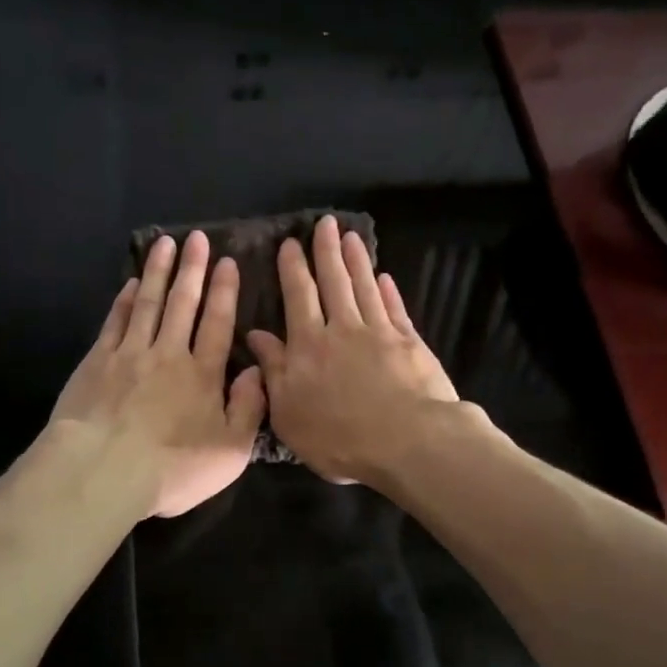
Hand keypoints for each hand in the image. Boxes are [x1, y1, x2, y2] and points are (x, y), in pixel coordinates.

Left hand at [50, 230, 265, 518]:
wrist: (102, 472)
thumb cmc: (172, 468)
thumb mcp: (230, 450)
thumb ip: (249, 408)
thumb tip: (258, 370)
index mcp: (202, 374)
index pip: (217, 323)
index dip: (223, 291)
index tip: (226, 262)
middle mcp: (168, 354)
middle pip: (182, 303)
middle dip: (192, 269)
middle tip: (197, 238)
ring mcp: (129, 354)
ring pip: (147, 303)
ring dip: (157, 272)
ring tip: (165, 244)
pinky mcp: (97, 362)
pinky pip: (114, 322)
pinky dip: (123, 300)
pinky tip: (129, 284)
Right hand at [245, 214, 458, 483]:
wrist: (408, 442)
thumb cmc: (339, 437)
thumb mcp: (289, 412)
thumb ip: (273, 370)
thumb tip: (256, 335)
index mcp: (308, 345)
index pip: (298, 297)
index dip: (293, 268)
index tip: (290, 244)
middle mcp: (342, 329)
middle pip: (333, 282)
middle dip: (326, 251)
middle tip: (325, 223)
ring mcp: (380, 333)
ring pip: (364, 287)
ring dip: (357, 261)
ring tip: (351, 236)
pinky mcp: (410, 343)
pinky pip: (395, 308)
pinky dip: (388, 291)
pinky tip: (385, 277)